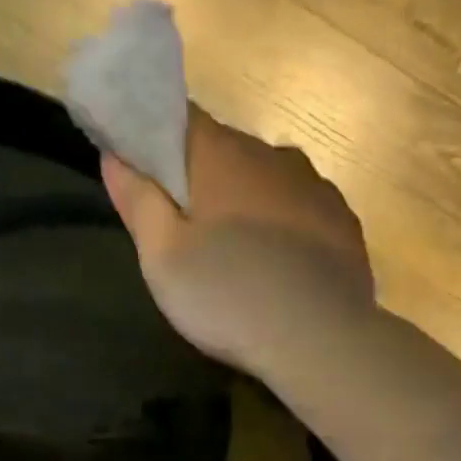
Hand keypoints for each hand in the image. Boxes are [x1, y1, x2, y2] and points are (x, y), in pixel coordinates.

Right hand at [101, 109, 375, 373]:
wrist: (319, 340)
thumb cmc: (229, 298)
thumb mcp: (163, 259)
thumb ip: (138, 201)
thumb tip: (115, 154)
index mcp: (222, 154)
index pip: (180, 120)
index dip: (158, 141)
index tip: (147, 175)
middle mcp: (273, 155)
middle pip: (228, 154)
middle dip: (206, 182)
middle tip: (192, 234)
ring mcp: (317, 188)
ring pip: (271, 184)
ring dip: (252, 207)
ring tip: (243, 258)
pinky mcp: (345, 224)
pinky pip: (305, 214)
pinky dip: (289, 232)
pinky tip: (284, 271)